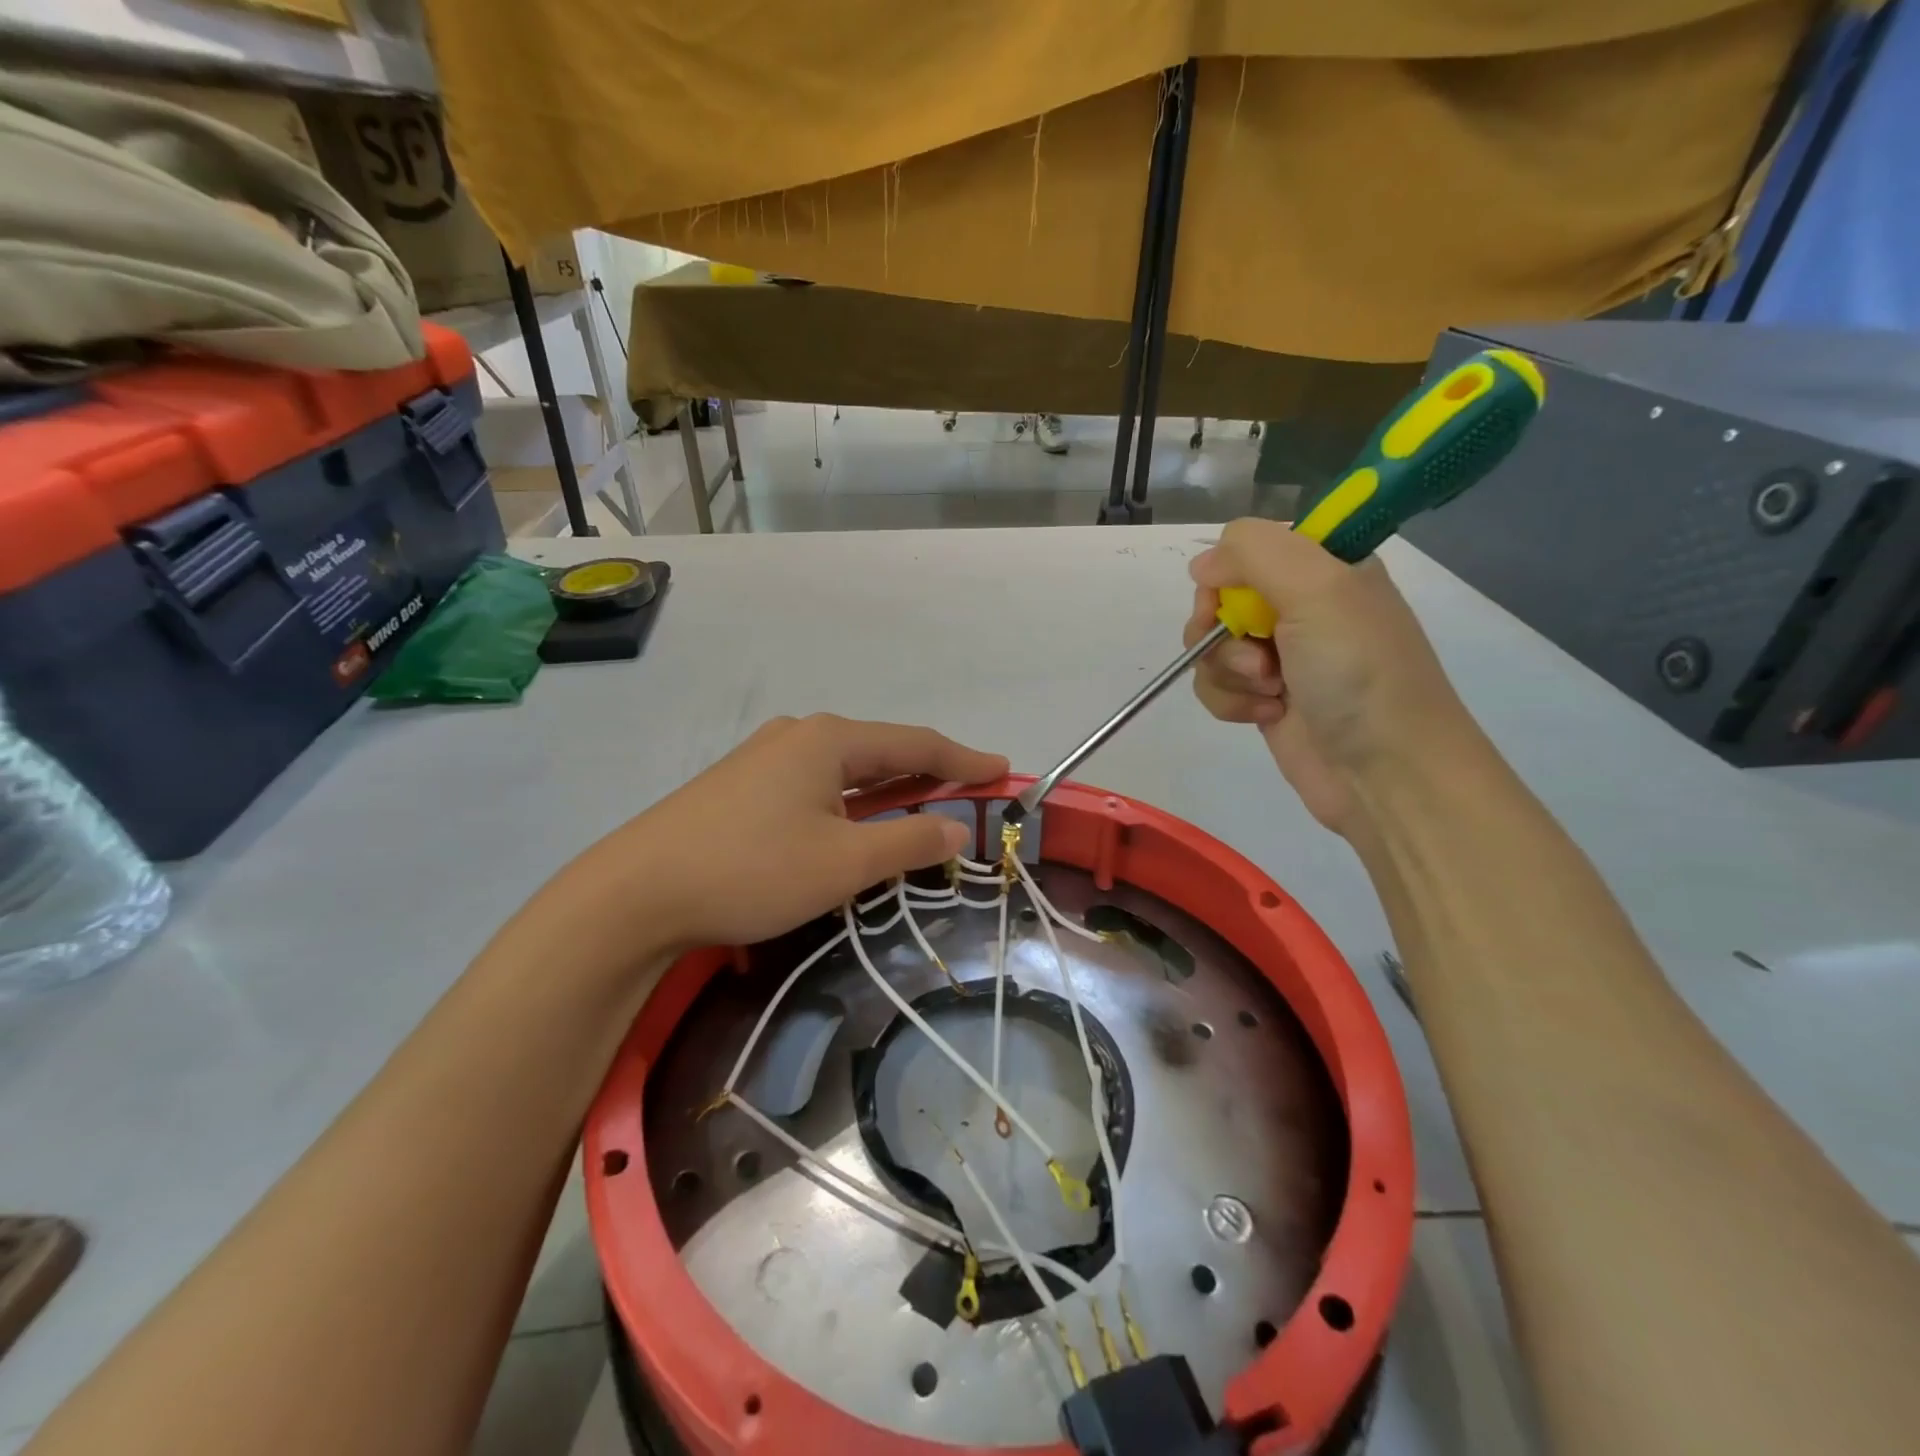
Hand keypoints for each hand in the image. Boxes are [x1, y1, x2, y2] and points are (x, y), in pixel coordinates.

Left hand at [583, 714, 1006, 952]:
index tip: (1001, 769)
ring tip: (922, 803)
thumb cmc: (752, 870)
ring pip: (846, 769)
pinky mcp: (741, 786)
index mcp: (830, 740)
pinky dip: (851, 801)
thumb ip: (908, 842)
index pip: (916, 743)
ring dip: (888, 788)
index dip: (963, 759)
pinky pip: (816, 785)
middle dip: (928, 771)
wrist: (635, 893)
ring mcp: (764, 758)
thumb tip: (957, 829)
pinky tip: (853, 819)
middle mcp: (799, 736)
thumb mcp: (843, 863)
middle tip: (969, 790)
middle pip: (881, 750)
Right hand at [1183, 518, 1475, 834]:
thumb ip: (1254, 553)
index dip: (1229, 573)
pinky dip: (1231, 701)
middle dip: (1222, 630)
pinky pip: (1217, 686)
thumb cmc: (1359, 672)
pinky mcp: (1265, 699)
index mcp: (1325, 567)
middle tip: (1256, 655)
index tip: (1233, 600)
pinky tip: (1266, 716)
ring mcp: (1282, 656)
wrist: (1387, 771)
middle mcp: (1301, 606)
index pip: (1248, 548)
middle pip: (1220, 598)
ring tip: (1271, 693)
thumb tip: (1201, 565)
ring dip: (1228, 671)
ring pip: (1211, 646)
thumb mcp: (1318, 588)